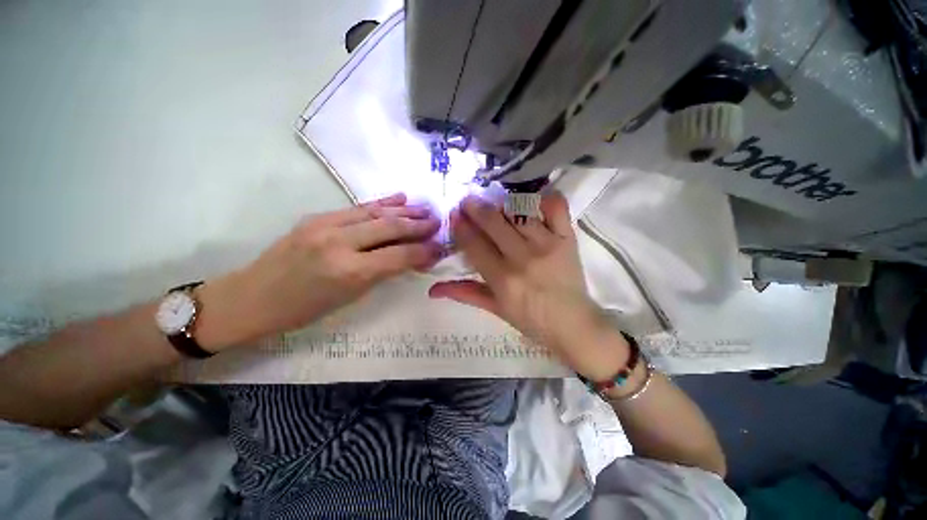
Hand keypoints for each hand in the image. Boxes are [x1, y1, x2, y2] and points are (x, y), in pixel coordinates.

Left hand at [198, 193, 441, 349]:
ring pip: (376, 213)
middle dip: (419, 225)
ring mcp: (326, 225)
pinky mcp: (317, 217)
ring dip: (405, 211)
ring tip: (426, 208)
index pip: (399, 255)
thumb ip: (383, 273)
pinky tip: (399, 198)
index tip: (441, 247)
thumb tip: (410, 259)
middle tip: (439, 222)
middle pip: (390, 228)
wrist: (252, 298)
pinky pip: (358, 208)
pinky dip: (382, 203)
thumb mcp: (350, 298)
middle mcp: (340, 243)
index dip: (424, 250)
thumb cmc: (304, 310)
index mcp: (350, 271)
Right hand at [429, 193, 629, 379]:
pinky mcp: (567, 238)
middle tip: (468, 201)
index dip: (461, 226)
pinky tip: (532, 200)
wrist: (572, 323)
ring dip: (502, 203)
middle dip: (475, 207)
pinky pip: (556, 208)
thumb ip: (465, 294)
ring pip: (519, 211)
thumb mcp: (495, 309)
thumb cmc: (531, 319)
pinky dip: (543, 198)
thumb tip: (432, 290)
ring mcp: (547, 244)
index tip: (454, 215)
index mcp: (502, 279)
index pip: (474, 244)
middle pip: (493, 223)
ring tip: (495, 202)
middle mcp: (522, 258)